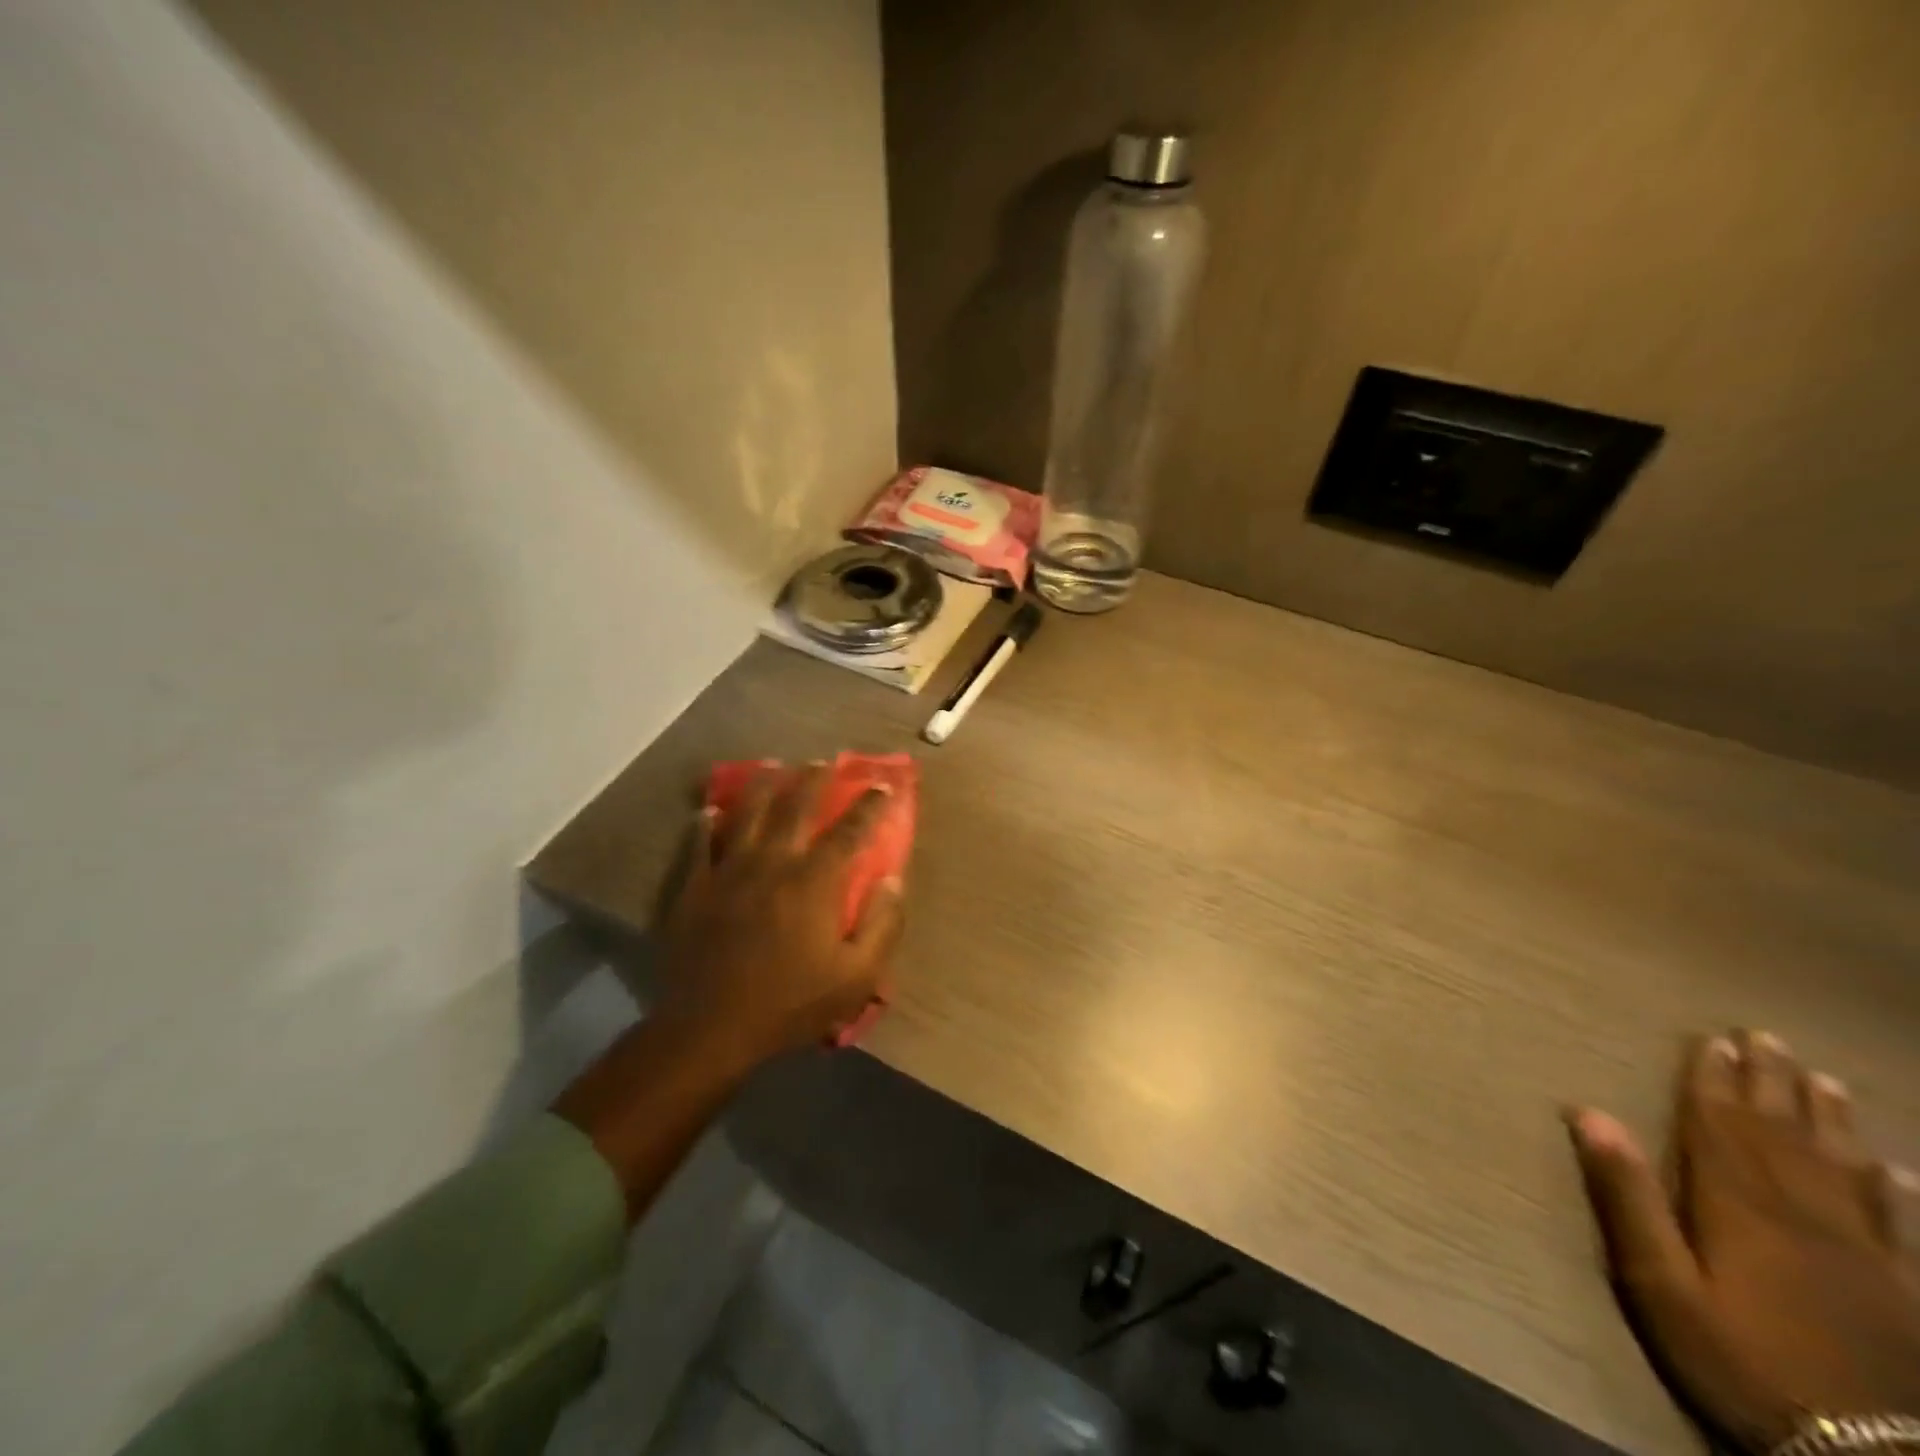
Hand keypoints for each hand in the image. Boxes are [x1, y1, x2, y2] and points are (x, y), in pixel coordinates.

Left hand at [651, 764, 904, 1067]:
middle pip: (796, 806)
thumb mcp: (856, 978)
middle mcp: (773, 862)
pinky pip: (700, 844)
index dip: (870, 805)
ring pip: (748, 813)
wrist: (710, 1029)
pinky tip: (709, 811)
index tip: (883, 785)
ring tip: (773, 766)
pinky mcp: (695, 887)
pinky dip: (706, 824)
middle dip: (814, 779)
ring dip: (764, 785)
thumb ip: (883, 925)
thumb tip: (893, 880)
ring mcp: (729, 871)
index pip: (850, 830)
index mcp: (815, 881)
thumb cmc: (790, 1005)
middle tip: (824, 760)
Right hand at [1567, 1031, 1919, 1451]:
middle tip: (1766, 1036)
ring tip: (1824, 1079)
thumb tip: (1588, 1112)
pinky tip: (1896, 1170)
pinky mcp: (1904, 1290)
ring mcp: (1862, 1252)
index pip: (1720, 1124)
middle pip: (1782, 1133)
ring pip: (1842, 1166)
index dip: (1713, 1079)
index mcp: (1738, 1204)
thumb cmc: (1740, 1358)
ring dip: (1829, 1119)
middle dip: (1770, 1081)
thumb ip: (1626, 1195)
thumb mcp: (1660, 1283)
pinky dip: (1893, 1190)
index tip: (1713, 1038)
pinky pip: (1897, 1225)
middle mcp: (1800, 1212)